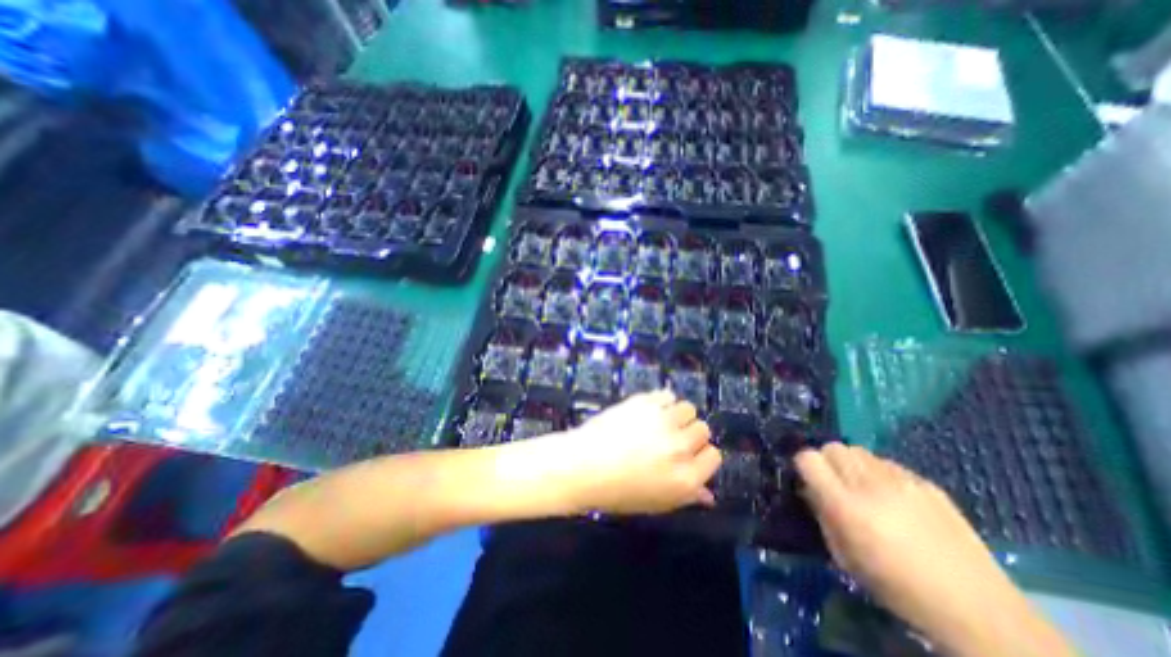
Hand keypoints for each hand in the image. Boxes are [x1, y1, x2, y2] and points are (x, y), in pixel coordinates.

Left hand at [551, 391, 723, 513]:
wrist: (584, 465)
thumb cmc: (617, 491)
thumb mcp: (656, 503)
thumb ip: (686, 496)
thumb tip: (708, 495)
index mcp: (687, 478)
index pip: (714, 456)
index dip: (702, 455)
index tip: (689, 455)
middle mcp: (680, 447)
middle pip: (702, 430)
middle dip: (691, 435)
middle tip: (672, 439)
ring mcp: (663, 420)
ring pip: (688, 409)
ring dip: (679, 415)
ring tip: (661, 422)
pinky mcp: (646, 402)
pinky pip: (667, 394)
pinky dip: (663, 401)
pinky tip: (651, 410)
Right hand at [791, 447, 1073, 656]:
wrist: (977, 607)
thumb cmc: (898, 587)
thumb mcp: (844, 557)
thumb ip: (822, 515)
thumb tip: (810, 490)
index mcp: (846, 505)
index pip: (809, 458)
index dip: (804, 465)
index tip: (808, 480)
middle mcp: (870, 484)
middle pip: (832, 447)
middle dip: (826, 461)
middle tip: (835, 483)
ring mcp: (902, 480)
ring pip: (858, 450)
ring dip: (852, 464)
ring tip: (863, 487)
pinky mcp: (926, 483)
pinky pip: (887, 463)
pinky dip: (879, 473)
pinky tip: (893, 498)